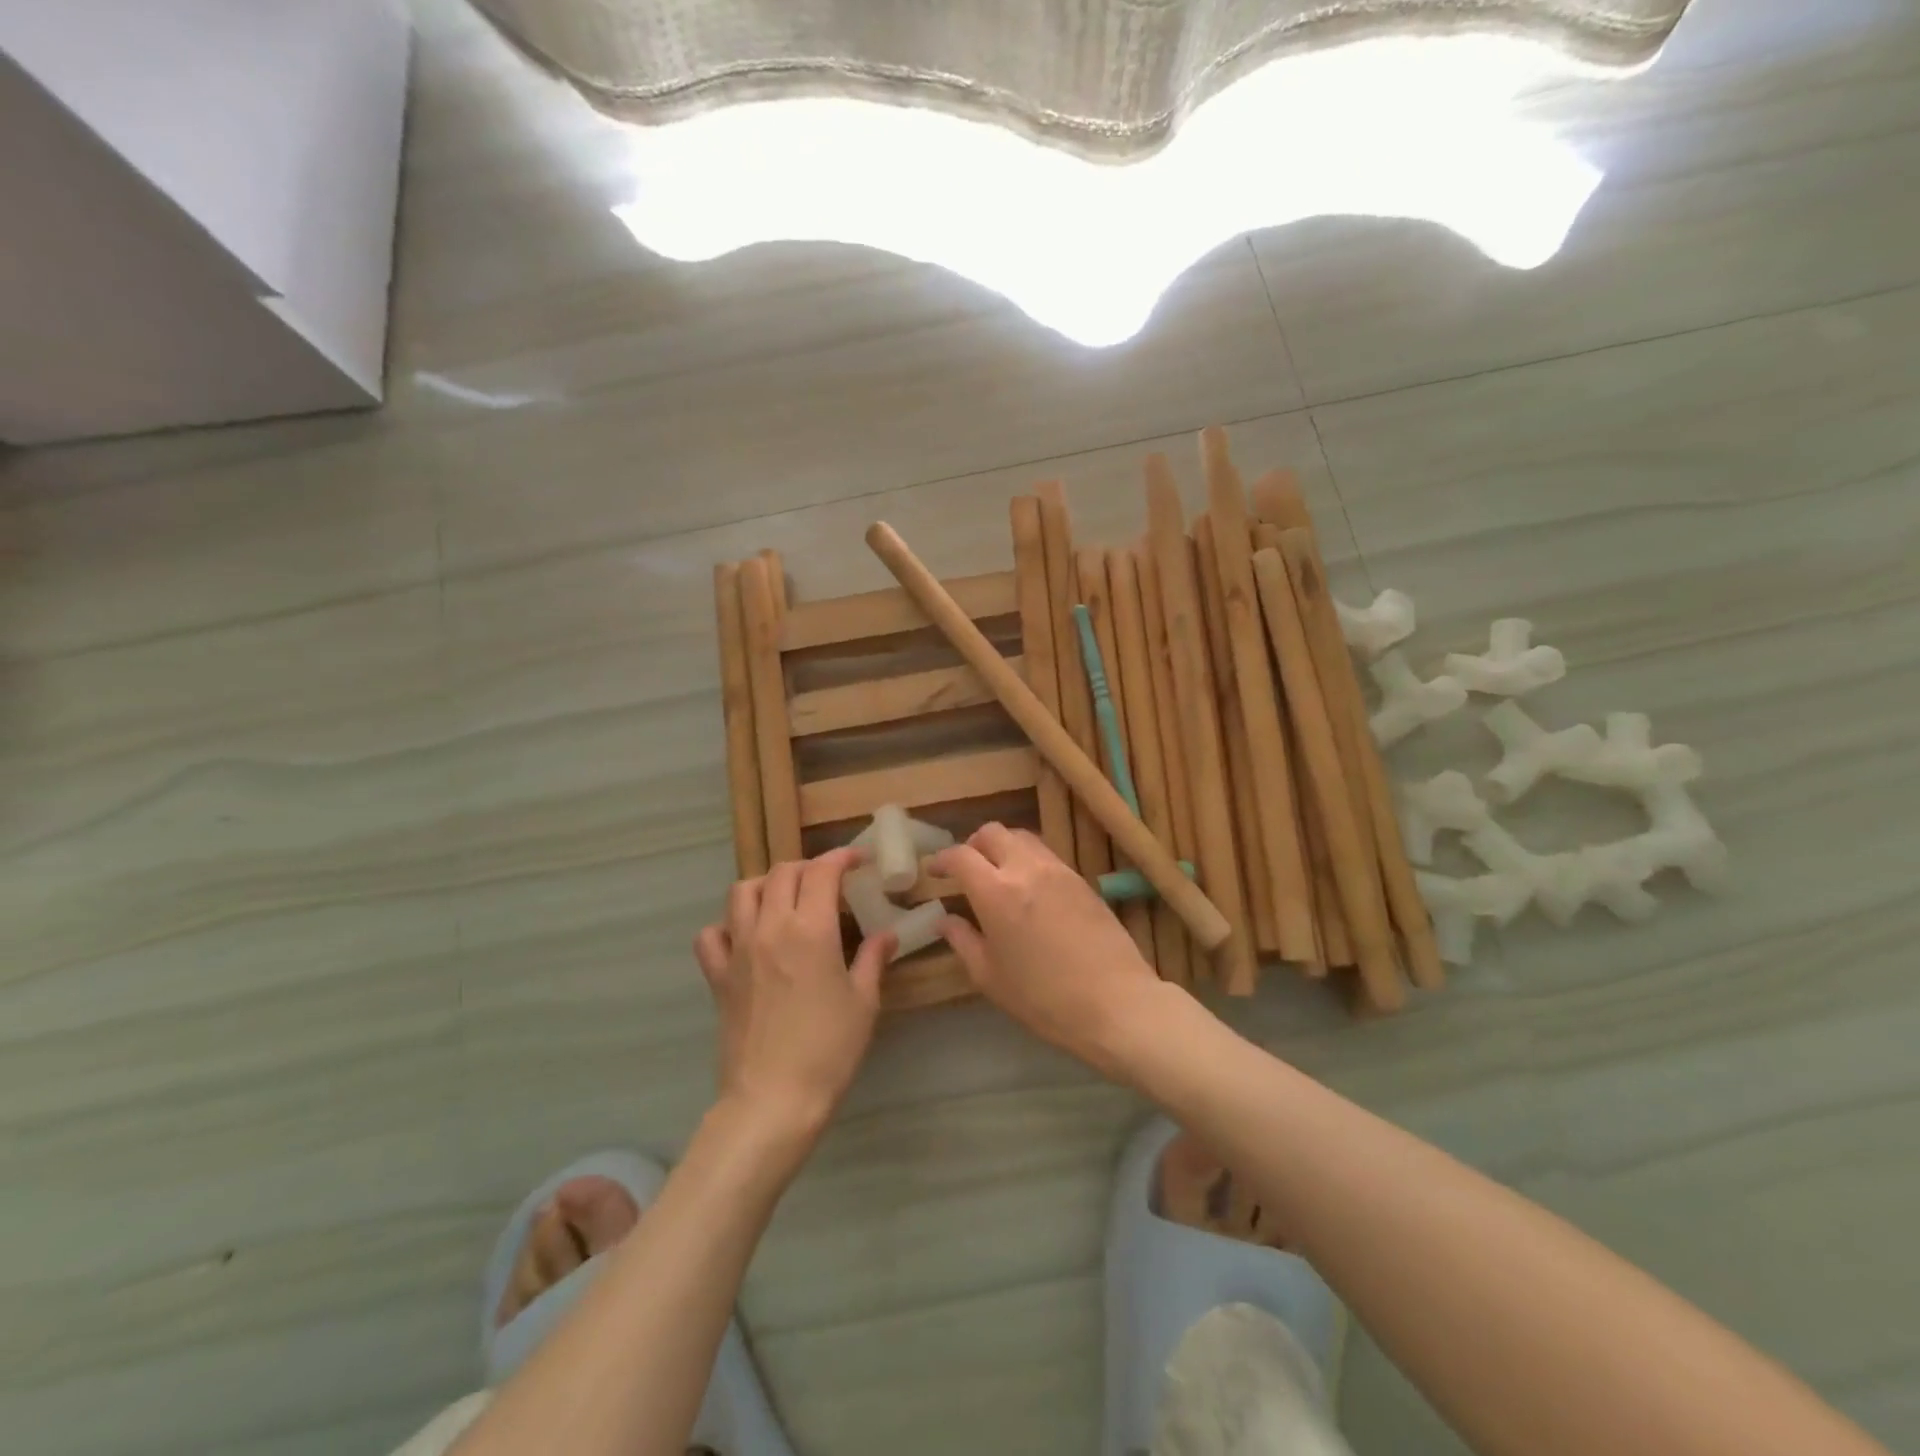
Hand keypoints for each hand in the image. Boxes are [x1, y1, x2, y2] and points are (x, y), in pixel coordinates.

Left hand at [693, 848, 893, 1149]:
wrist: (773, 1100)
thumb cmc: (828, 1050)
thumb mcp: (863, 1002)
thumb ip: (873, 959)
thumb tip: (886, 935)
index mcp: (811, 930)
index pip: (822, 871)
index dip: (841, 858)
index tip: (858, 861)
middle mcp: (770, 928)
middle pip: (782, 873)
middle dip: (808, 867)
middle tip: (828, 882)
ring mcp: (738, 950)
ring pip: (742, 891)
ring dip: (767, 885)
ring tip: (786, 899)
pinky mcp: (718, 976)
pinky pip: (712, 934)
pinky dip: (728, 925)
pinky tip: (746, 938)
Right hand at [930, 824, 1163, 1078]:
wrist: (1115, 1002)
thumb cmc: (1043, 998)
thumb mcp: (990, 977)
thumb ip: (963, 941)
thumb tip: (945, 920)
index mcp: (996, 892)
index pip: (961, 856)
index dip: (942, 859)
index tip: (934, 871)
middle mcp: (1026, 869)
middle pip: (992, 832)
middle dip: (973, 844)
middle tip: (966, 869)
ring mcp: (1058, 870)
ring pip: (1022, 837)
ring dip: (1003, 847)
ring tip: (998, 874)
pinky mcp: (1082, 879)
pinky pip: (1046, 854)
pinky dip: (1028, 859)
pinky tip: (1029, 888)